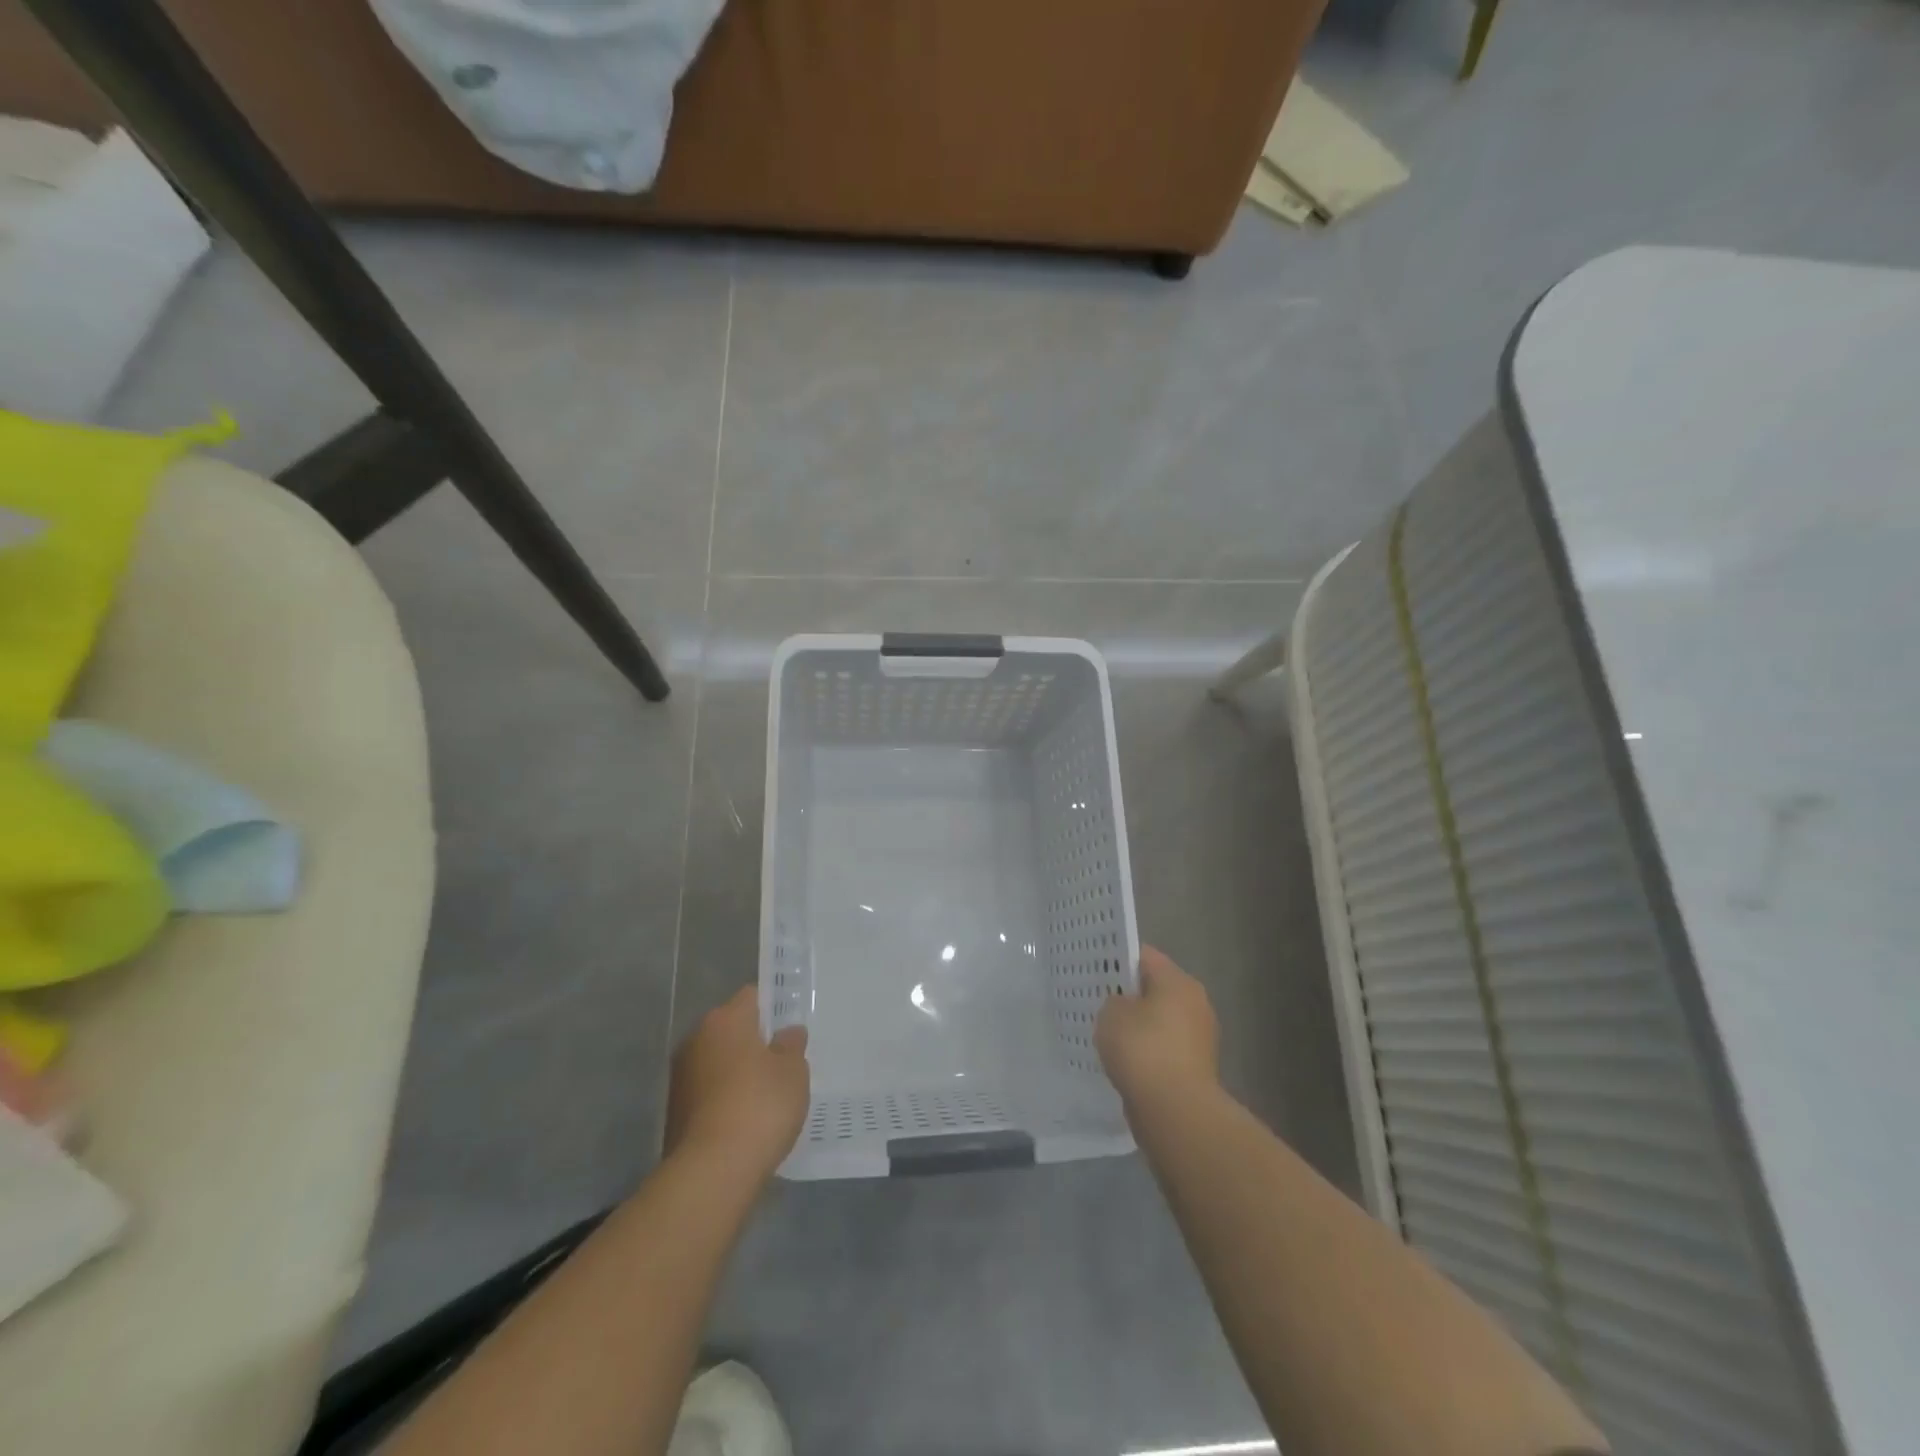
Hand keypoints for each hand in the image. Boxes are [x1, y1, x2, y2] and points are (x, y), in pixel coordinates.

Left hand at [665, 986, 809, 1180]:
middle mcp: (696, 1039)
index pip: (751, 997)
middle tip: (783, 1063)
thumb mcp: (793, 1071)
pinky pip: (708, 1094)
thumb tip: (787, 1033)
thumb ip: (791, 1046)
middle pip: (732, 1030)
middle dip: (754, 1043)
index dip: (773, 1009)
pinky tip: (746, 1121)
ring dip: (738, 1073)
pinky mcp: (674, 1112)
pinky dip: (725, 1100)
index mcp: (725, 1019)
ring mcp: (681, 1077)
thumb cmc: (760, 1106)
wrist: (711, 1172)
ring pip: (718, 1063)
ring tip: (766, 1097)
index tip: (790, 1029)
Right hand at [1096, 946, 1219, 1109]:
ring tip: (1106, 1032)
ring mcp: (1198, 1038)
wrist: (1175, 1112)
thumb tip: (1123, 1007)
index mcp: (1178, 981)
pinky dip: (1146, 1052)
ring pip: (1159, 1021)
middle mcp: (1195, 1004)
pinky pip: (1162, 1049)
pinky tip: (1123, 1060)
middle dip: (1128, 994)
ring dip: (1137, 1026)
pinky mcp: (1194, 1068)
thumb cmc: (1143, 1050)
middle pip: (1154, 988)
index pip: (1144, 956)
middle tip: (1097, 999)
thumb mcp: (1112, 1013)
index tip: (1094, 967)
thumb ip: (1113, 1001)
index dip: (1117, 959)